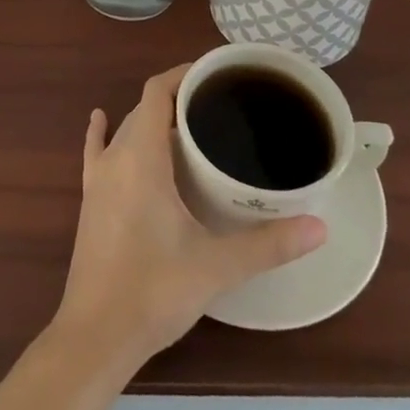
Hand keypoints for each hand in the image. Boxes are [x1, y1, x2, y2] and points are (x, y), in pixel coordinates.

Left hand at [55, 65, 326, 365]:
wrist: (95, 336)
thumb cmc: (154, 290)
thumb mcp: (216, 266)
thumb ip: (268, 245)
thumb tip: (319, 227)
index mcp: (142, 156)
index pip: (157, 91)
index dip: (184, 74)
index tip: (216, 73)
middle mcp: (116, 157)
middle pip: (145, 109)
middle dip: (178, 99)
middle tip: (219, 106)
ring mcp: (98, 179)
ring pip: (125, 130)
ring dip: (151, 120)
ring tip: (188, 123)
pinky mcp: (90, 200)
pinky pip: (96, 152)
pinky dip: (101, 132)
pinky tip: (100, 119)